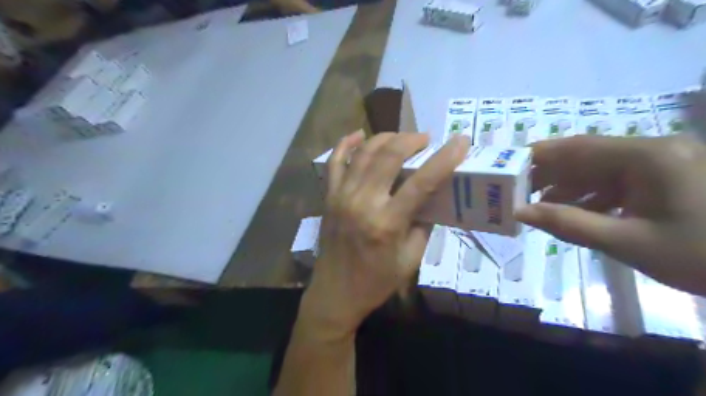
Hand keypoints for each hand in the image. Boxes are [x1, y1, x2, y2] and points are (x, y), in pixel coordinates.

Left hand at [297, 130, 467, 339]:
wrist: (335, 294)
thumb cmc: (376, 282)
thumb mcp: (410, 260)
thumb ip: (423, 225)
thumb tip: (430, 197)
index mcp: (387, 223)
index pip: (421, 182)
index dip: (444, 158)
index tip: (461, 141)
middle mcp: (362, 202)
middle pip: (389, 156)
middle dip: (411, 140)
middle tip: (425, 139)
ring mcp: (341, 196)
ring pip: (364, 153)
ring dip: (386, 138)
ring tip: (402, 138)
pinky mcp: (328, 197)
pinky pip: (334, 163)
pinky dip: (347, 144)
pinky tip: (360, 135)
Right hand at [517, 133, 705, 295]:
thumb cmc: (703, 255)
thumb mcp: (627, 242)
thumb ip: (568, 224)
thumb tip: (521, 213)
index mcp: (647, 157)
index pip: (578, 147)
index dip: (539, 155)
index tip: (508, 166)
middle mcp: (653, 151)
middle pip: (586, 156)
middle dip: (549, 173)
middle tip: (517, 190)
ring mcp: (662, 163)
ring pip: (600, 169)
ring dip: (568, 186)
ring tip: (538, 204)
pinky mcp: (667, 178)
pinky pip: (618, 181)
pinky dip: (592, 195)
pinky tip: (574, 211)